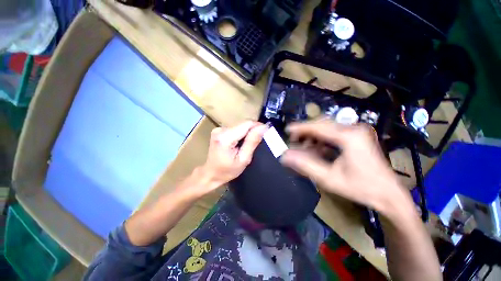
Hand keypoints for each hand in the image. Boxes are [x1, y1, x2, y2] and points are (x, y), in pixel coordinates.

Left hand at [195, 121, 267, 194]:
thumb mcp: (243, 159)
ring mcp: (218, 129)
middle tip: (257, 143)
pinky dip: (241, 134)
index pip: (247, 124)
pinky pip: (235, 128)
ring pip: (240, 126)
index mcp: (225, 137)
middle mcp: (220, 130)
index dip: (258, 127)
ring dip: (247, 133)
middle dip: (252, 131)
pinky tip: (240, 143)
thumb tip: (263, 127)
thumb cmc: (227, 171)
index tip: (265, 133)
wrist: (210, 174)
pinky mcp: (219, 130)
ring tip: (247, 145)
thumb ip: (252, 142)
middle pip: (243, 124)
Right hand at [280, 119, 411, 214]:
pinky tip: (317, 149)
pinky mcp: (356, 137)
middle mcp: (353, 129)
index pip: (319, 127)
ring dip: (313, 136)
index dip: (300, 127)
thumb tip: (285, 156)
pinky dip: (321, 140)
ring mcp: (356, 132)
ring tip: (304, 147)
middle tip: (294, 140)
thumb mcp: (330, 179)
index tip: (287, 129)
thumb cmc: (361, 188)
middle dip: (306, 131)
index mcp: (349, 137)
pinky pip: (333, 134)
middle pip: (322, 124)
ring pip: (327, 128)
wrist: (389, 195)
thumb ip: (305, 166)